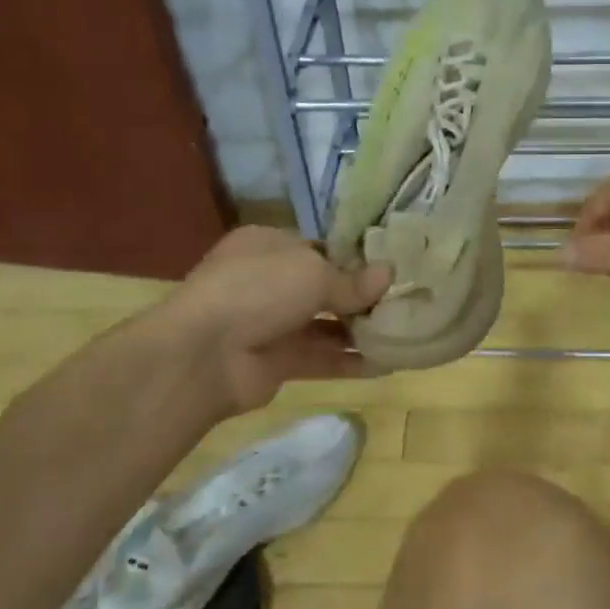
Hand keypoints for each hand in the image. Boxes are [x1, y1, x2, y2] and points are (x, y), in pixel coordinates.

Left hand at [157, 226, 390, 417]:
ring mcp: (271, 323)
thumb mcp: (313, 272)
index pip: (320, 248)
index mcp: (269, 245)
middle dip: (363, 297)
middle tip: (406, 302)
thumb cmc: (258, 290)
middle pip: (325, 288)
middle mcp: (269, 281)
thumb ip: (353, 280)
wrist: (204, 354)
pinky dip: (351, 361)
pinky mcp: (277, 362)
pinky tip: (387, 363)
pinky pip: (322, 358)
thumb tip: (389, 275)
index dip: (355, 258)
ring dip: (361, 330)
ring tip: (404, 332)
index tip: (393, 268)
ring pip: (326, 325)